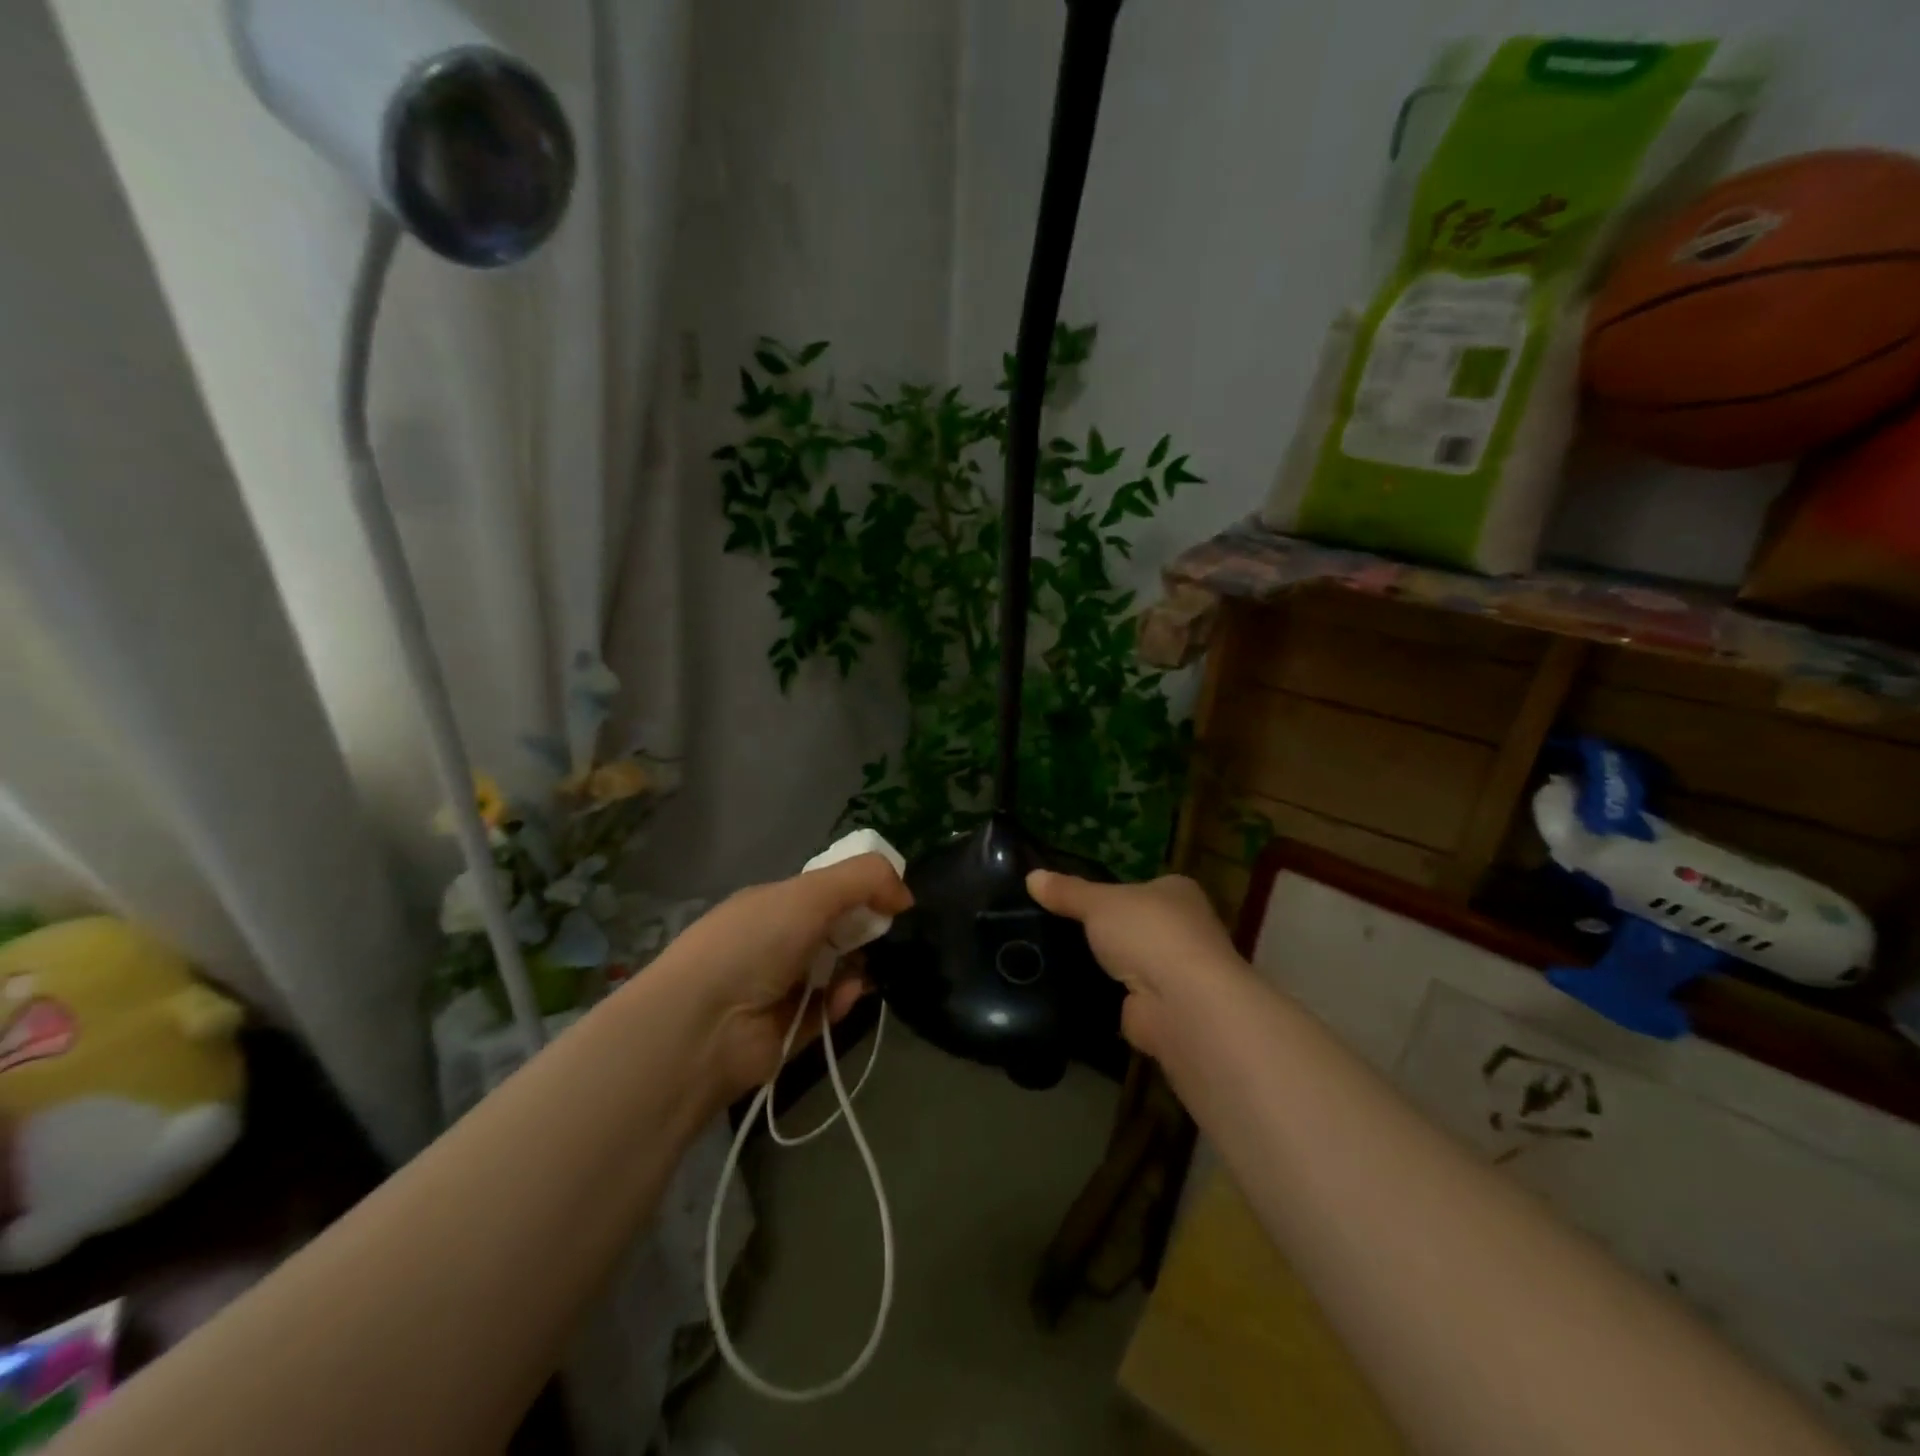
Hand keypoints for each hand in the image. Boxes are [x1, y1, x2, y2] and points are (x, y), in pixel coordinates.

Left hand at [656, 853, 912, 1097]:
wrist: (703, 1025)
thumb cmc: (755, 943)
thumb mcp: (811, 892)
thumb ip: (865, 879)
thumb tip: (905, 894)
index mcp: (772, 904)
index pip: (824, 891)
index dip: (860, 891)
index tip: (891, 900)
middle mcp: (774, 942)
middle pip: (833, 931)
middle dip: (863, 931)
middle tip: (886, 935)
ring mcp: (778, 989)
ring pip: (835, 973)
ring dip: (855, 969)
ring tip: (866, 971)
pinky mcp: (786, 1032)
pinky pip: (826, 1012)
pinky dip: (840, 1004)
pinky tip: (844, 997)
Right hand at [1027, 870, 1243, 1059]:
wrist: (1180, 1004)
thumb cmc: (1148, 933)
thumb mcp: (1098, 903)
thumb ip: (1067, 891)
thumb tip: (1031, 876)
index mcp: (1176, 892)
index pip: (1139, 887)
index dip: (1108, 893)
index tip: (1071, 900)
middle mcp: (1183, 929)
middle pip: (1132, 926)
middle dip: (1102, 932)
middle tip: (1053, 930)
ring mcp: (1174, 972)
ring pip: (1127, 963)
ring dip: (1101, 967)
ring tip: (1051, 960)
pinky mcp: (1160, 1008)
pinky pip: (1121, 997)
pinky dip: (1100, 997)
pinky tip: (1067, 993)